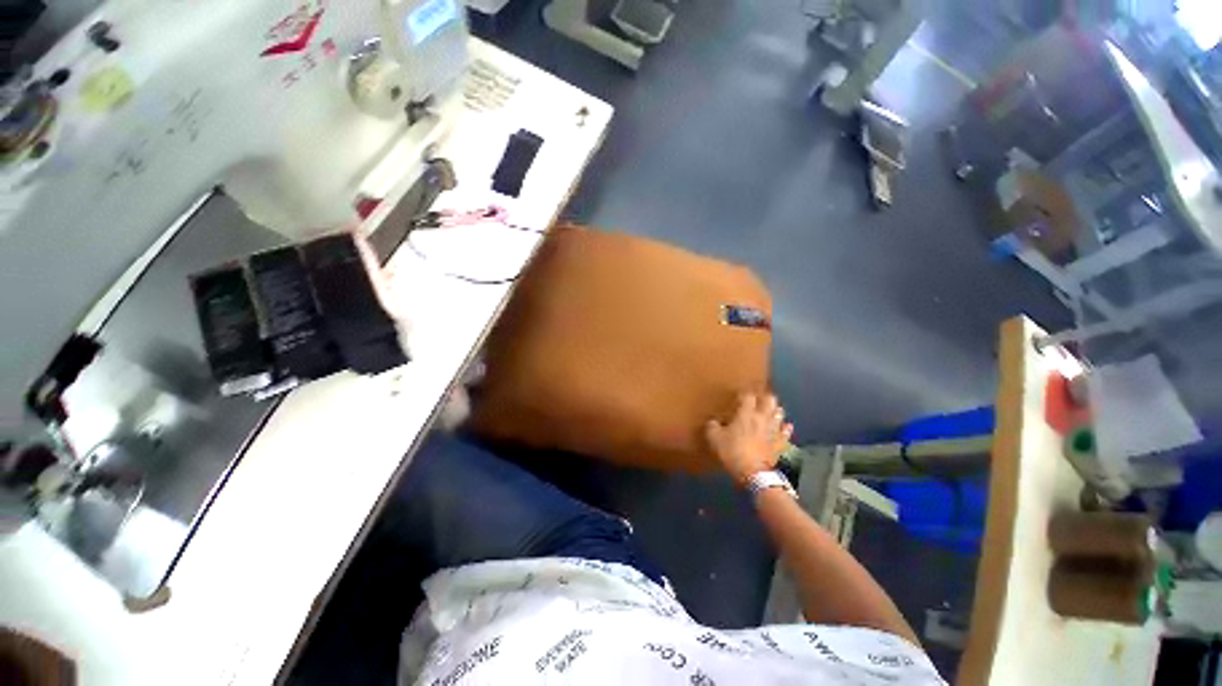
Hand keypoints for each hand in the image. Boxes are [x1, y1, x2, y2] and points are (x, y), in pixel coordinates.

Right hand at [705, 393, 792, 485]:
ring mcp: (774, 430)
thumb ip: (712, 426)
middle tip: (758, 398)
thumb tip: (713, 421)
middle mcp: (762, 418)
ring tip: (770, 410)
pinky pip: (786, 432)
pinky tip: (786, 426)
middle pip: (769, 400)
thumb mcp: (714, 439)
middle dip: (764, 397)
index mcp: (746, 414)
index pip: (748, 396)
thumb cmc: (733, 452)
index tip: (739, 396)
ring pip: (779, 414)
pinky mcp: (780, 443)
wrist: (754, 473)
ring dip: (775, 410)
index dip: (744, 394)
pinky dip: (786, 428)